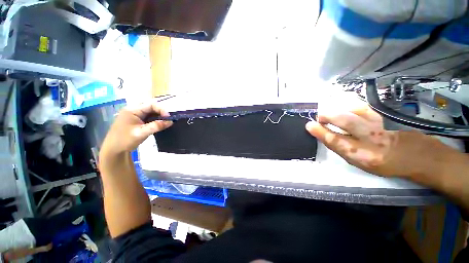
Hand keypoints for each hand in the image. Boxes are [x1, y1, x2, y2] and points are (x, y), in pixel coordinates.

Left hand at [100, 101, 172, 156]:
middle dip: (161, 112)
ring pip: (150, 112)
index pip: (150, 105)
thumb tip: (170, 122)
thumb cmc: (125, 140)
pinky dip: (155, 119)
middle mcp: (133, 110)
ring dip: (159, 116)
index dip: (161, 109)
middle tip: (168, 119)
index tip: (169, 117)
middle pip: (150, 107)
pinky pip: (148, 117)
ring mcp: (134, 115)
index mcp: (132, 110)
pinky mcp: (136, 120)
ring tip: (166, 121)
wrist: (113, 150)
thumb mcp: (142, 133)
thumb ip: (156, 126)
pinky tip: (160, 124)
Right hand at [305, 105, 460, 179]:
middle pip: (346, 122)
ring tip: (331, 113)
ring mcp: (380, 127)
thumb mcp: (359, 162)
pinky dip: (352, 107)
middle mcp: (371, 141)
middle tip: (319, 117)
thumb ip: (342, 148)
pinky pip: (365, 109)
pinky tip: (347, 107)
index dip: (321, 132)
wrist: (416, 157)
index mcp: (362, 156)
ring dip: (340, 110)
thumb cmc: (384, 163)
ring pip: (357, 112)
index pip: (336, 141)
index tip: (309, 125)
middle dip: (329, 117)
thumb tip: (324, 135)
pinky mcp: (385, 119)